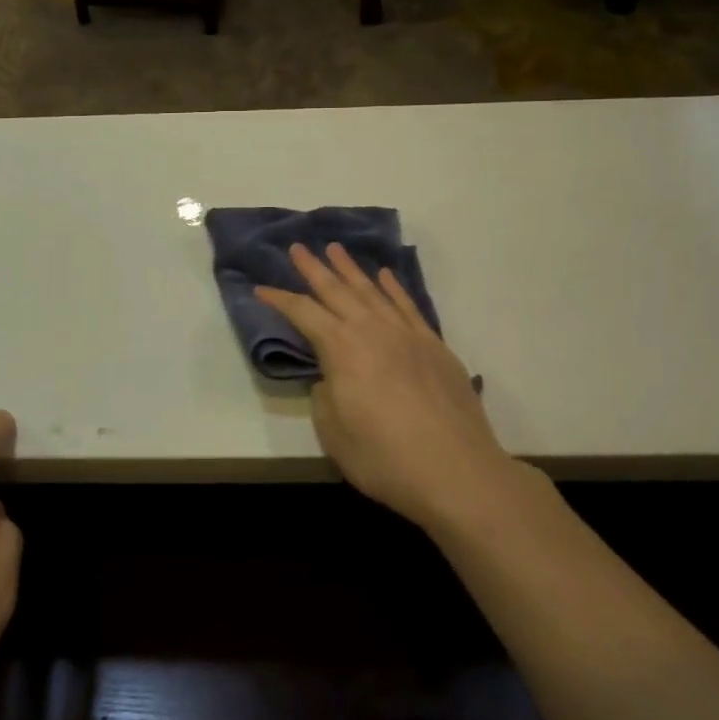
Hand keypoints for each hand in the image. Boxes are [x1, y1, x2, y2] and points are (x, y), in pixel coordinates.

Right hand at [257, 243, 517, 533]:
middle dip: (314, 268)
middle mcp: (372, 330)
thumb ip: (325, 397)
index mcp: (341, 349)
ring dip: (351, 269)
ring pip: (373, 291)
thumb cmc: (385, 458)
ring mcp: (407, 335)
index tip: (261, 288)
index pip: (303, 313)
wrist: (457, 472)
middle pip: (337, 291)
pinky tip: (385, 276)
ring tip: (335, 249)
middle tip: (298, 247)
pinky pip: (408, 306)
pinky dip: (393, 288)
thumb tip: (332, 379)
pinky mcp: (434, 346)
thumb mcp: (334, 433)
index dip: (279, 299)